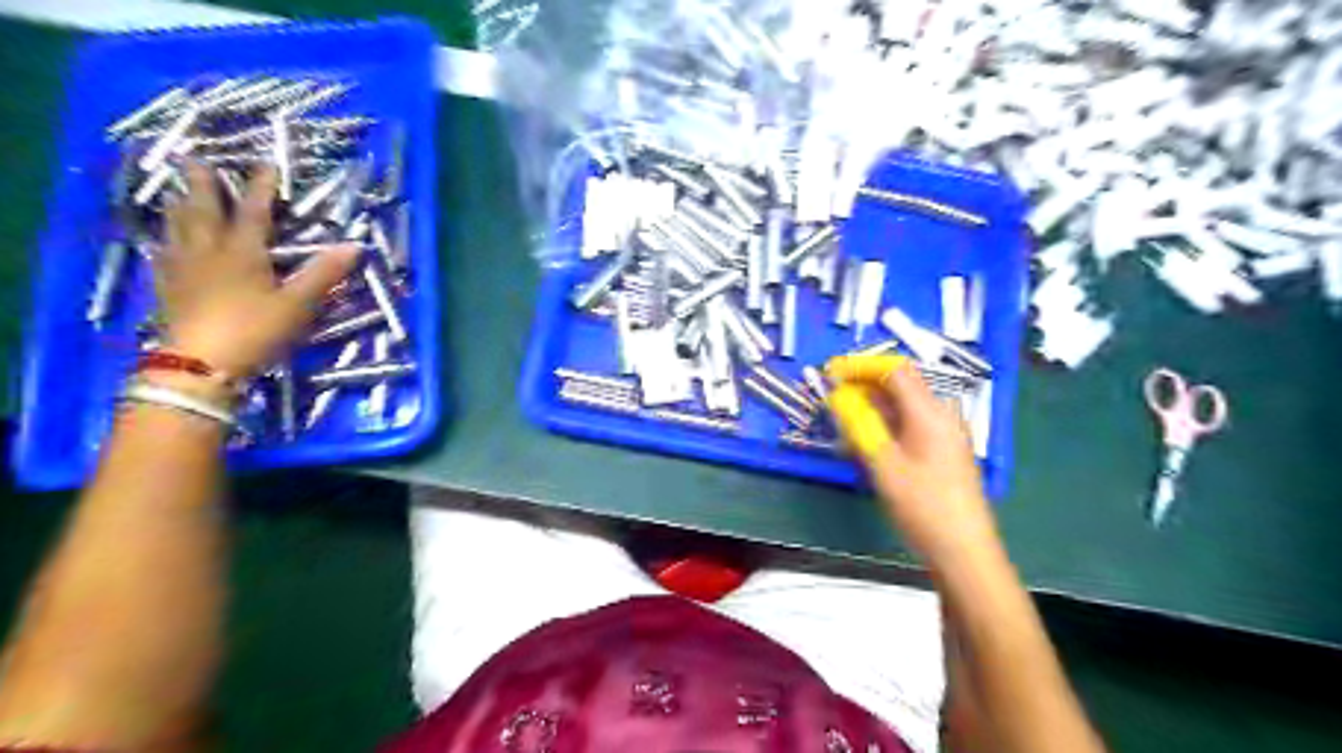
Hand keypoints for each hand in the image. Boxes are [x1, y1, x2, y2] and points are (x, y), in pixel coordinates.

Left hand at [155, 157, 361, 379]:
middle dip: (203, 184)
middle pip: (203, 210)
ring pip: (178, 227)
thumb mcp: (298, 304)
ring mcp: (182, 268)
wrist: (199, 365)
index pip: (254, 211)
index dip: (261, 187)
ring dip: (180, 205)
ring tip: (178, 190)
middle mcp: (207, 251)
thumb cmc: (254, 331)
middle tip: (194, 159)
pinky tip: (165, 241)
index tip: (265, 164)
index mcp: (241, 251)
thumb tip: (355, 245)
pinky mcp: (167, 287)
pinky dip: (166, 238)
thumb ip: (324, 273)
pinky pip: (164, 252)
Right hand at [824, 355, 1001, 567]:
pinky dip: (886, 425)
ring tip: (845, 424)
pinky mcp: (944, 451)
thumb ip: (859, 425)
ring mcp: (946, 434)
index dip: (861, 366)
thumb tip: (838, 397)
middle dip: (864, 387)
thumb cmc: (922, 506)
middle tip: (833, 401)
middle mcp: (942, 415)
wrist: (963, 550)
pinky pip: (911, 425)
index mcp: (930, 412)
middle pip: (900, 386)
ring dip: (872, 408)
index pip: (894, 370)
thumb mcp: (882, 464)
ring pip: (904, 407)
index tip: (832, 374)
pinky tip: (868, 444)